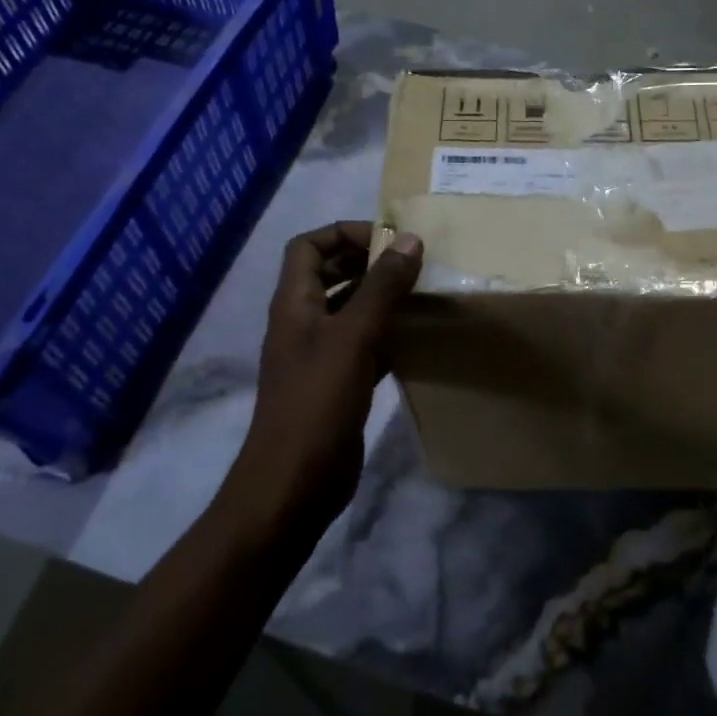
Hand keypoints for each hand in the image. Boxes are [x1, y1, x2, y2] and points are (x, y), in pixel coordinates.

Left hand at [229, 222, 422, 529]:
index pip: (308, 246)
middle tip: (411, 263)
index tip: (387, 240)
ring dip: (381, 297)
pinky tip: (417, 336)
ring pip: (350, 310)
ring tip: (421, 292)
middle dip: (367, 261)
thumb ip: (381, 287)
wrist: (295, 483)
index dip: (343, 233)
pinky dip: (387, 333)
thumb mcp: (353, 337)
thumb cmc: (318, 402)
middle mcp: (303, 323)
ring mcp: (319, 355)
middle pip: (330, 274)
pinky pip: (364, 344)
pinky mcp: (338, 383)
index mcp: (295, 303)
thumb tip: (408, 239)